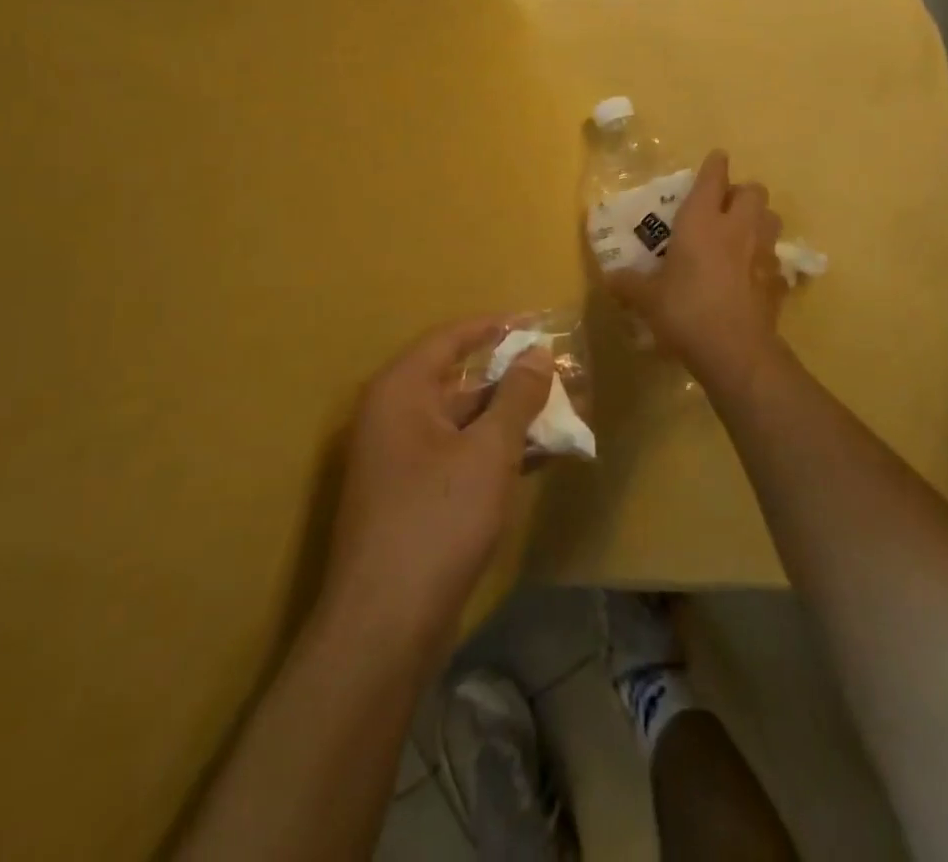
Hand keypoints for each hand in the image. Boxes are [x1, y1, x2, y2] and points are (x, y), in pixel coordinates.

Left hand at [322, 317, 551, 658]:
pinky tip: (539, 457)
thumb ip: (516, 397)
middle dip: (512, 379)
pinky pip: (460, 456)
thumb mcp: (488, 451)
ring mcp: (400, 460)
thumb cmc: (437, 520)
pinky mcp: (412, 497)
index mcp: (401, 391)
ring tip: (563, 415)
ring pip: (464, 423)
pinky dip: (496, 452)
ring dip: (511, 419)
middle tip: (561, 375)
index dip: (494, 327)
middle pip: (460, 382)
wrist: (384, 626)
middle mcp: (394, 416)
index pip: (450, 339)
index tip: (536, 322)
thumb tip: (537, 353)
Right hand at [609, 150, 785, 387]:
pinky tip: (751, 275)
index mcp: (702, 221)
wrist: (735, 350)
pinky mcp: (778, 280)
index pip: (714, 177)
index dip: (714, 164)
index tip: (715, 159)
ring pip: (771, 218)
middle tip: (724, 208)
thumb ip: (629, 284)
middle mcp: (737, 227)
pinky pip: (775, 258)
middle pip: (754, 190)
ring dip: (758, 220)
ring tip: (741, 235)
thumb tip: (610, 278)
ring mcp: (763, 252)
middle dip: (741, 192)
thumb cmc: (686, 311)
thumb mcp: (648, 299)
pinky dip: (765, 259)